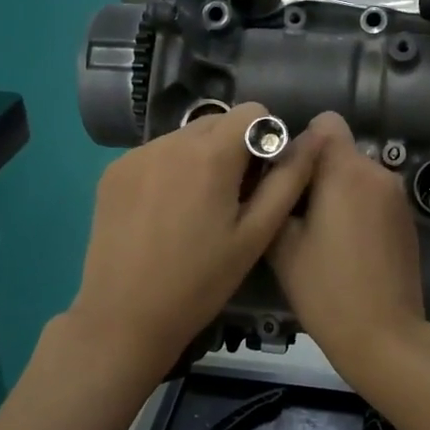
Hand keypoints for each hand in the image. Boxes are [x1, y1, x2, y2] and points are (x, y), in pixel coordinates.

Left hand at [68, 103, 325, 378]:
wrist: (125, 317)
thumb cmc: (200, 282)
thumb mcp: (255, 235)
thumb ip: (288, 180)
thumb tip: (317, 138)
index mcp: (210, 154)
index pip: (253, 111)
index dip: (266, 139)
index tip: (261, 180)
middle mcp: (169, 141)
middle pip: (217, 123)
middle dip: (233, 149)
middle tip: (233, 200)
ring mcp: (135, 155)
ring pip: (184, 138)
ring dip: (200, 159)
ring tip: (196, 211)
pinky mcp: (112, 173)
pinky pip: (154, 155)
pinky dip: (169, 171)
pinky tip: (164, 215)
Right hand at [269, 113, 429, 388]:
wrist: (384, 335)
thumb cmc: (325, 289)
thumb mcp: (283, 244)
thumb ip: (279, 195)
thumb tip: (279, 173)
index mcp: (346, 170)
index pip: (325, 124)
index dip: (301, 145)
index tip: (286, 180)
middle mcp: (378, 172)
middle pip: (339, 151)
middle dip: (316, 172)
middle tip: (295, 216)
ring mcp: (397, 197)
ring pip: (356, 176)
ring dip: (337, 193)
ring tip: (319, 237)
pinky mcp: (406, 220)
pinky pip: (373, 198)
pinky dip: (356, 210)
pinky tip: (346, 249)